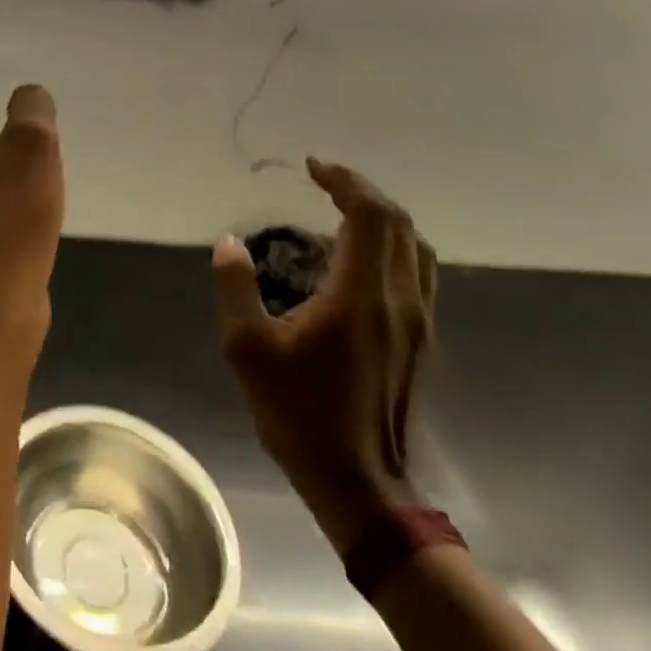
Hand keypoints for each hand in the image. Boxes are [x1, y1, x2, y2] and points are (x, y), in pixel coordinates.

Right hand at [213, 158, 437, 552]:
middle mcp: (400, 301)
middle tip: (323, 180)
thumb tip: (231, 244)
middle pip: (400, 226)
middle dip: (362, 192)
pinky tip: (355, 258)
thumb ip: (236, 287)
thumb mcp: (247, 348)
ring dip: (382, 219)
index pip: (370, 217)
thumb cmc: (299, 412)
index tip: (312, 167)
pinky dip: (390, 246)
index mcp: (361, 296)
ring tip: (341, 210)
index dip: (345, 182)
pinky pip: (415, 273)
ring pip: (416, 249)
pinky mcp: (419, 342)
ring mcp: (418, 324)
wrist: (360, 483)